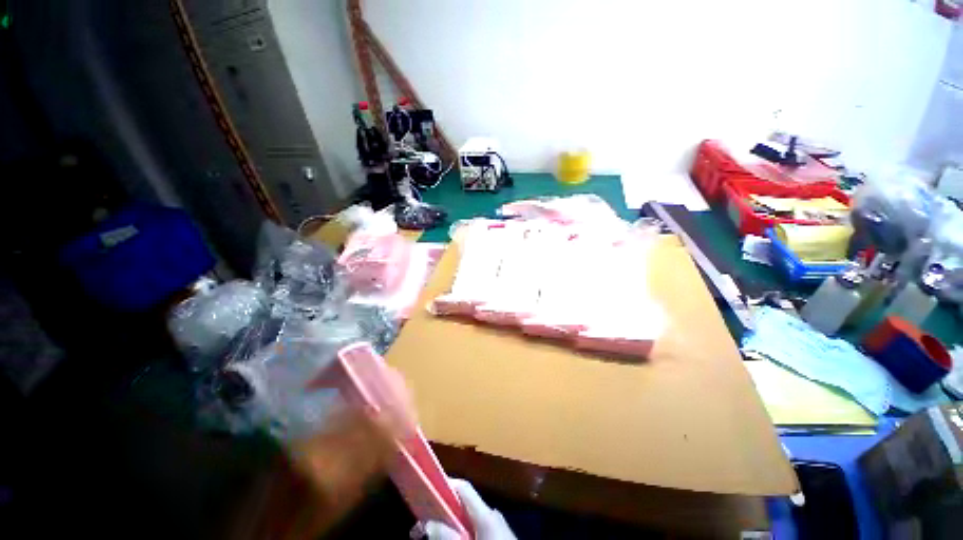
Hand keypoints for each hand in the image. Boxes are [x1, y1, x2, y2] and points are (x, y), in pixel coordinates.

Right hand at [418, 479, 516, 539]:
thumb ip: (450, 536)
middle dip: (442, 512)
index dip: (446, 484)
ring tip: (430, 534)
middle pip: (463, 505)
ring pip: (468, 519)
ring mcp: (496, 526)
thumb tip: (429, 522)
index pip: (463, 488)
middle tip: (421, 525)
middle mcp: (491, 514)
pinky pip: (476, 529)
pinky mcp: (497, 535)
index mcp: (485, 513)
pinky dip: (462, 532)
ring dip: (450, 525)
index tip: (426, 491)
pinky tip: (450, 539)